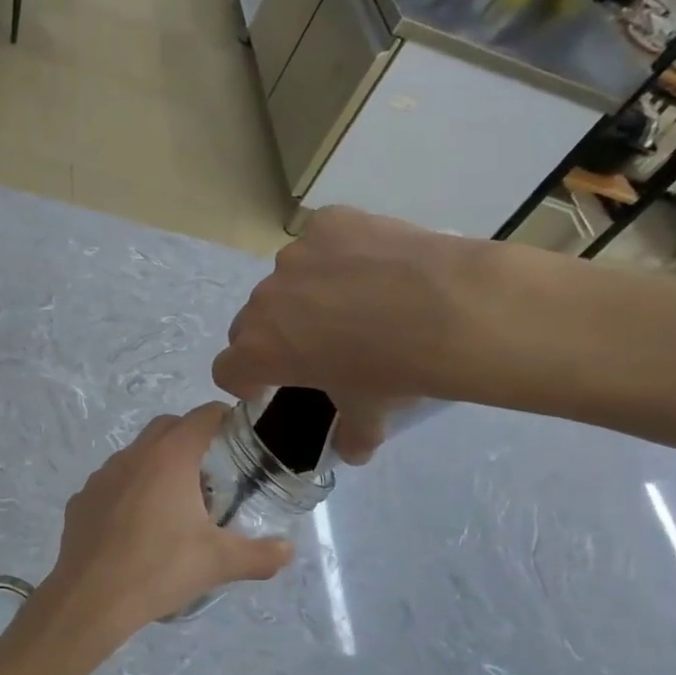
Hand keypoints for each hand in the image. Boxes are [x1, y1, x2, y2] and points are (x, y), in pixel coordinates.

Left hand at [40, 404, 294, 633]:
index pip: (202, 417)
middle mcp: (133, 456)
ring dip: (157, 465)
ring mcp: (101, 476)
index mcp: (169, 458)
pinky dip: (128, 492)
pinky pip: (111, 484)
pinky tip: (135, 527)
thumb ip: (260, 554)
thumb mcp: (219, 563)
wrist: (91, 599)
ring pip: (135, 455)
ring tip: (174, 504)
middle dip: (191, 438)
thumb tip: (288, 550)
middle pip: (167, 427)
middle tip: (211, 472)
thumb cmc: (160, 570)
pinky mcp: (81, 501)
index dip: (224, 418)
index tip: (239, 436)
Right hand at [213, 207, 493, 462]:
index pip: (226, 369)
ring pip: (287, 280)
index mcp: (260, 351)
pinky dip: (336, 254)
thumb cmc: (395, 370)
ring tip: (353, 300)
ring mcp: (294, 256)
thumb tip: (352, 451)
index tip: (266, 386)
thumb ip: (351, 434)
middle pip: (251, 322)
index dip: (244, 381)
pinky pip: (321, 242)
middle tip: (313, 345)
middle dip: (272, 336)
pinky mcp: (328, 223)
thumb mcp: (371, 413)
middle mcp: (265, 301)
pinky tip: (373, 264)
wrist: (450, 309)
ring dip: (304, 294)